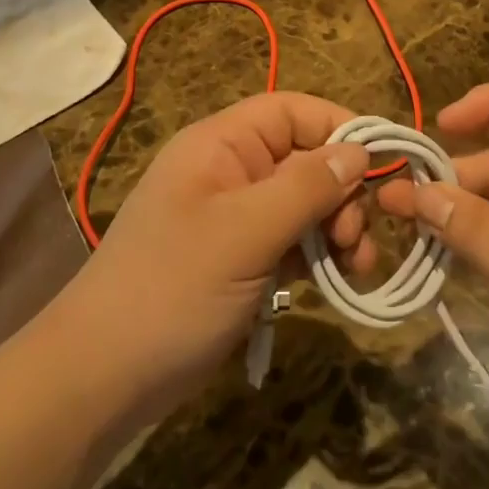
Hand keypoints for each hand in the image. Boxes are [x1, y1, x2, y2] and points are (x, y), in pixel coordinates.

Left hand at [62, 92, 373, 422]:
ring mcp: (235, 218)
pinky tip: (338, 281)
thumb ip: (306, 186)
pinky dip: (318, 256)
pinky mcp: (242, 259)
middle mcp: (230, 171)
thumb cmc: (172, 288)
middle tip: (356, 238)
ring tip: (355, 266)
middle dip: (342, 192)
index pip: (293, 112)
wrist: (104, 376)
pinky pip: (292, 241)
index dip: (340, 128)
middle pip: (305, 159)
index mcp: (221, 145)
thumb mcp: (245, 232)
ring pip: (305, 204)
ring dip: (337, 228)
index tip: (384, 165)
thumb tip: (360, 151)